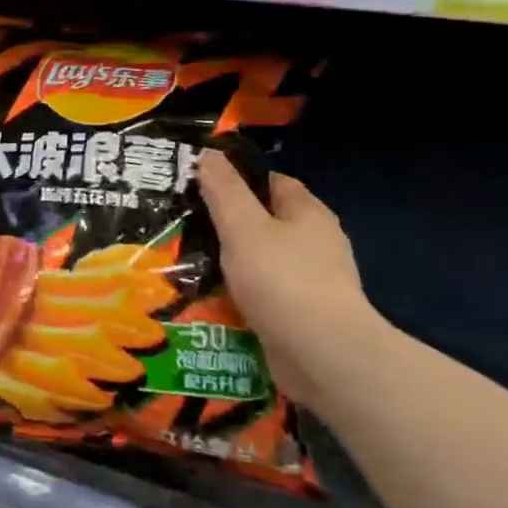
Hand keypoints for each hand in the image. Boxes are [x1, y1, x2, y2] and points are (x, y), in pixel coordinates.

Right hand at [196, 150, 373, 404]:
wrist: (323, 354)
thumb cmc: (282, 280)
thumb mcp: (243, 227)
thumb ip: (224, 191)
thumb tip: (209, 153)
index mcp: (307, 213)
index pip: (271, 182)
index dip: (237, 178)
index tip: (198, 184)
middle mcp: (316, 241)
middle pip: (266, 221)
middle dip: (229, 222)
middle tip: (184, 223)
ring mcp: (312, 280)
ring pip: (262, 258)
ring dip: (231, 260)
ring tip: (187, 260)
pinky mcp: (303, 312)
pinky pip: (264, 292)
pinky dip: (240, 291)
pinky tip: (211, 297)